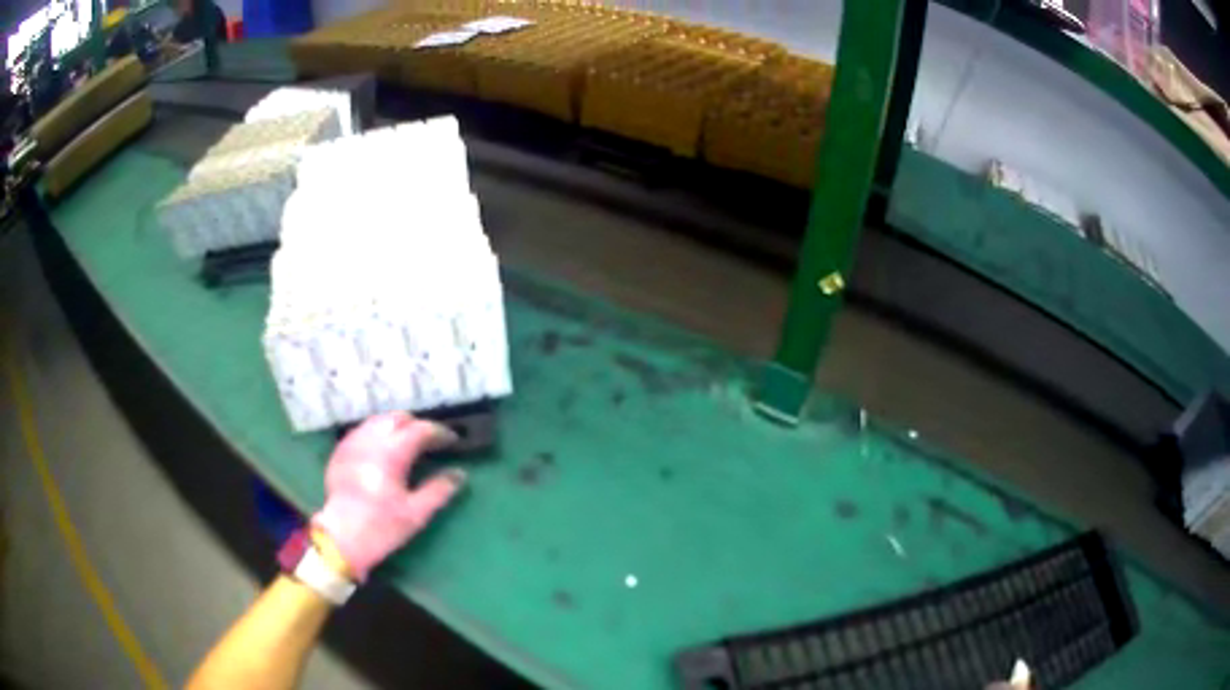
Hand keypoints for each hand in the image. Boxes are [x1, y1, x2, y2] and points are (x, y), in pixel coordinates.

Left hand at [311, 412, 464, 580]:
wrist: (342, 538)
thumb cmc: (381, 527)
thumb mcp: (416, 513)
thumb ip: (439, 490)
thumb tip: (459, 474)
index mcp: (391, 453)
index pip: (420, 430)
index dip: (439, 432)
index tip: (452, 440)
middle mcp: (370, 441)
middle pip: (397, 418)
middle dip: (416, 425)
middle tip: (429, 441)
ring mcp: (352, 444)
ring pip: (377, 421)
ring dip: (396, 426)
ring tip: (407, 443)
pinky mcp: (340, 452)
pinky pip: (362, 431)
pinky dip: (377, 433)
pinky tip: (382, 450)